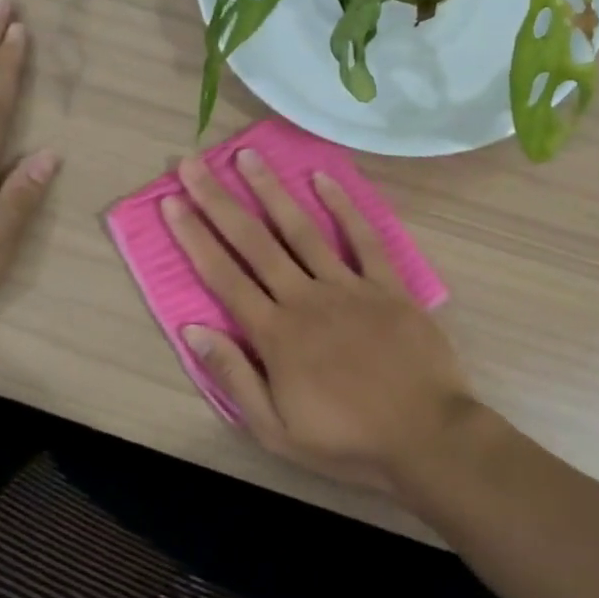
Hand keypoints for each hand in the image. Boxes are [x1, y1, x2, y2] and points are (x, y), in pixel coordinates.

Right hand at [163, 149, 475, 492]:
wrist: (426, 437)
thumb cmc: (348, 441)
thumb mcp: (276, 430)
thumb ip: (234, 377)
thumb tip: (193, 330)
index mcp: (276, 334)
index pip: (224, 277)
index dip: (194, 237)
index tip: (172, 202)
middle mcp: (306, 298)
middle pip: (254, 242)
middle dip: (219, 201)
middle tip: (193, 164)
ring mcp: (349, 286)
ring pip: (302, 229)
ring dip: (272, 191)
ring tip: (247, 156)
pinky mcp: (387, 285)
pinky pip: (362, 238)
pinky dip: (343, 206)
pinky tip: (322, 178)